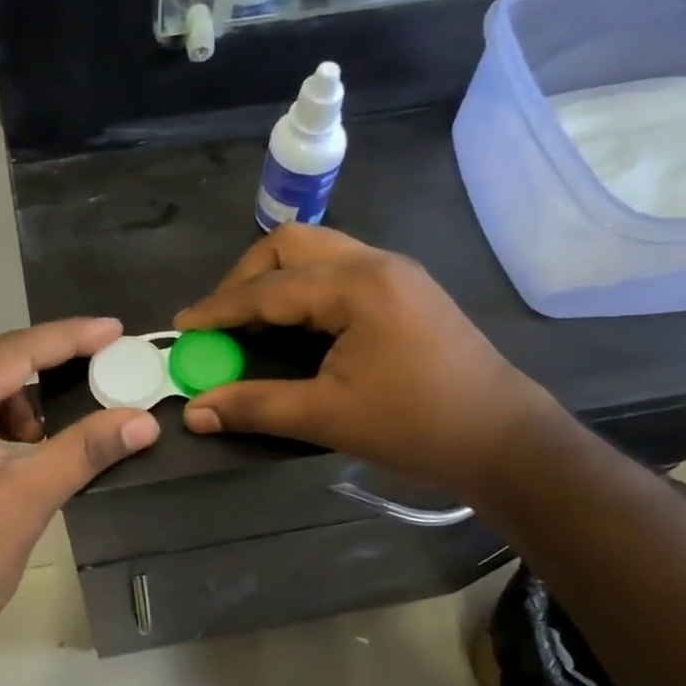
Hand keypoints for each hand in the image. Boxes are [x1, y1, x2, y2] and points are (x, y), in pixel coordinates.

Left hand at [0, 319, 159, 643]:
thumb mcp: (31, 497)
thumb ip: (87, 449)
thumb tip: (144, 420)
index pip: (12, 353)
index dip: (68, 338)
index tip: (114, 329)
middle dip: (46, 363)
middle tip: (99, 364)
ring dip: (20, 397)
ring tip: (52, 430)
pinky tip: (23, 446)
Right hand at [172, 226, 556, 503]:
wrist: (504, 440)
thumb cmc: (416, 426)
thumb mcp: (327, 416)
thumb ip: (255, 406)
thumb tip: (194, 412)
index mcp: (356, 285)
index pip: (268, 288)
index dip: (218, 308)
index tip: (181, 326)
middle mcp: (374, 262)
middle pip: (290, 245)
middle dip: (245, 278)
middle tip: (221, 321)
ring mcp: (394, 271)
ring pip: (316, 251)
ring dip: (275, 279)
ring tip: (252, 322)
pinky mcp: (404, 288)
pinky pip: (338, 269)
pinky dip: (303, 288)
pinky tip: (296, 324)